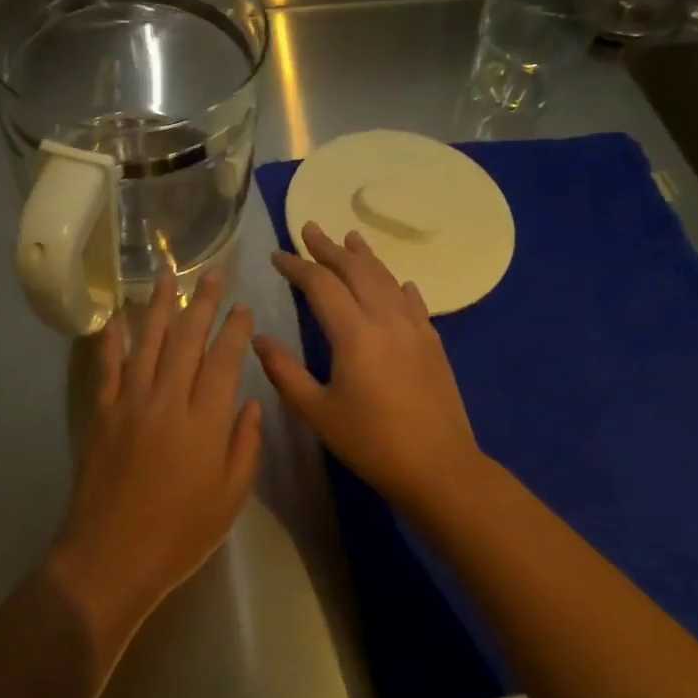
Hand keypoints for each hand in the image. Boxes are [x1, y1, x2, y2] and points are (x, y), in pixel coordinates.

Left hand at [51, 270, 262, 647]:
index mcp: (204, 423)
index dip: (234, 329)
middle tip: (210, 273)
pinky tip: (117, 316)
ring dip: (159, 307)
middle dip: (201, 303)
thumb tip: (249, 401)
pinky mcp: (103, 413)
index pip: (224, 361)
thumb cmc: (179, 534)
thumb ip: (244, 445)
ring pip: (148, 343)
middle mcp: (167, 401)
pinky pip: (108, 367)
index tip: (242, 306)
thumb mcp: (229, 498)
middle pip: (187, 340)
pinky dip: (112, 339)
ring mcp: (130, 403)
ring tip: (166, 275)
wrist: (110, 558)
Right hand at [254, 223, 483, 511]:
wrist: (439, 468)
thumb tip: (258, 339)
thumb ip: (284, 372)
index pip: (321, 284)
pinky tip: (397, 282)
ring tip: (349, 238)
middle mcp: (386, 320)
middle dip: (329, 248)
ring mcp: (415, 328)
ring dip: (364, 256)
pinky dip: (397, 285)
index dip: (297, 266)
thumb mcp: (317, 412)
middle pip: (356, 270)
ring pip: (387, 278)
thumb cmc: (371, 443)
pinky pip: (413, 301)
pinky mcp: (433, 342)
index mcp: (354, 334)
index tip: (277, 255)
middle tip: (308, 229)